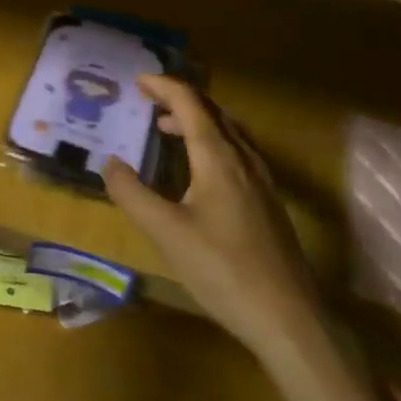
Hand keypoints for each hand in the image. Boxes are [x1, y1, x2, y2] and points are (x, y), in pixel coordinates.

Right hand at [104, 75, 319, 356]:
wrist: (290, 320)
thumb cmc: (223, 271)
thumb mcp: (166, 232)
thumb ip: (132, 194)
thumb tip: (109, 162)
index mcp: (218, 157)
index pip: (190, 103)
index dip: (163, 86)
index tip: (137, 81)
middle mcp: (243, 159)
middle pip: (212, 111)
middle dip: (179, 98)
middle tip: (148, 99)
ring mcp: (261, 181)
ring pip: (227, 132)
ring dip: (196, 120)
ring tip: (167, 128)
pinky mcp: (267, 203)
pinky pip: (236, 152)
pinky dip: (210, 142)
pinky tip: (199, 170)